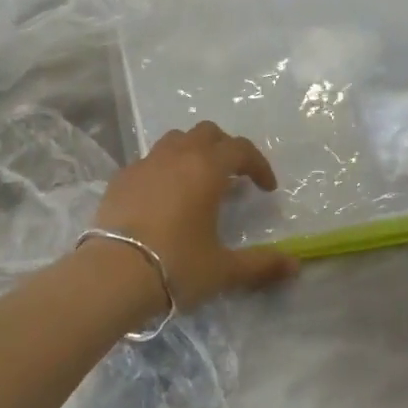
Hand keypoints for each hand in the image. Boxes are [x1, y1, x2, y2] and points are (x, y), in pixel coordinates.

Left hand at [91, 122, 299, 311]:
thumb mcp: (224, 269)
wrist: (112, 274)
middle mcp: (176, 156)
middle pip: (207, 133)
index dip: (258, 164)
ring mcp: (144, 164)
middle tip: (234, 177)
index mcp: (207, 169)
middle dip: (225, 149)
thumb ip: (261, 264)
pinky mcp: (120, 179)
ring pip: (174, 140)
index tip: (266, 189)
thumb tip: (295, 265)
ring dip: (193, 152)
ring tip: (198, 181)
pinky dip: (164, 169)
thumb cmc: (176, 265)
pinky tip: (163, 198)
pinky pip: (148, 161)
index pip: (241, 149)